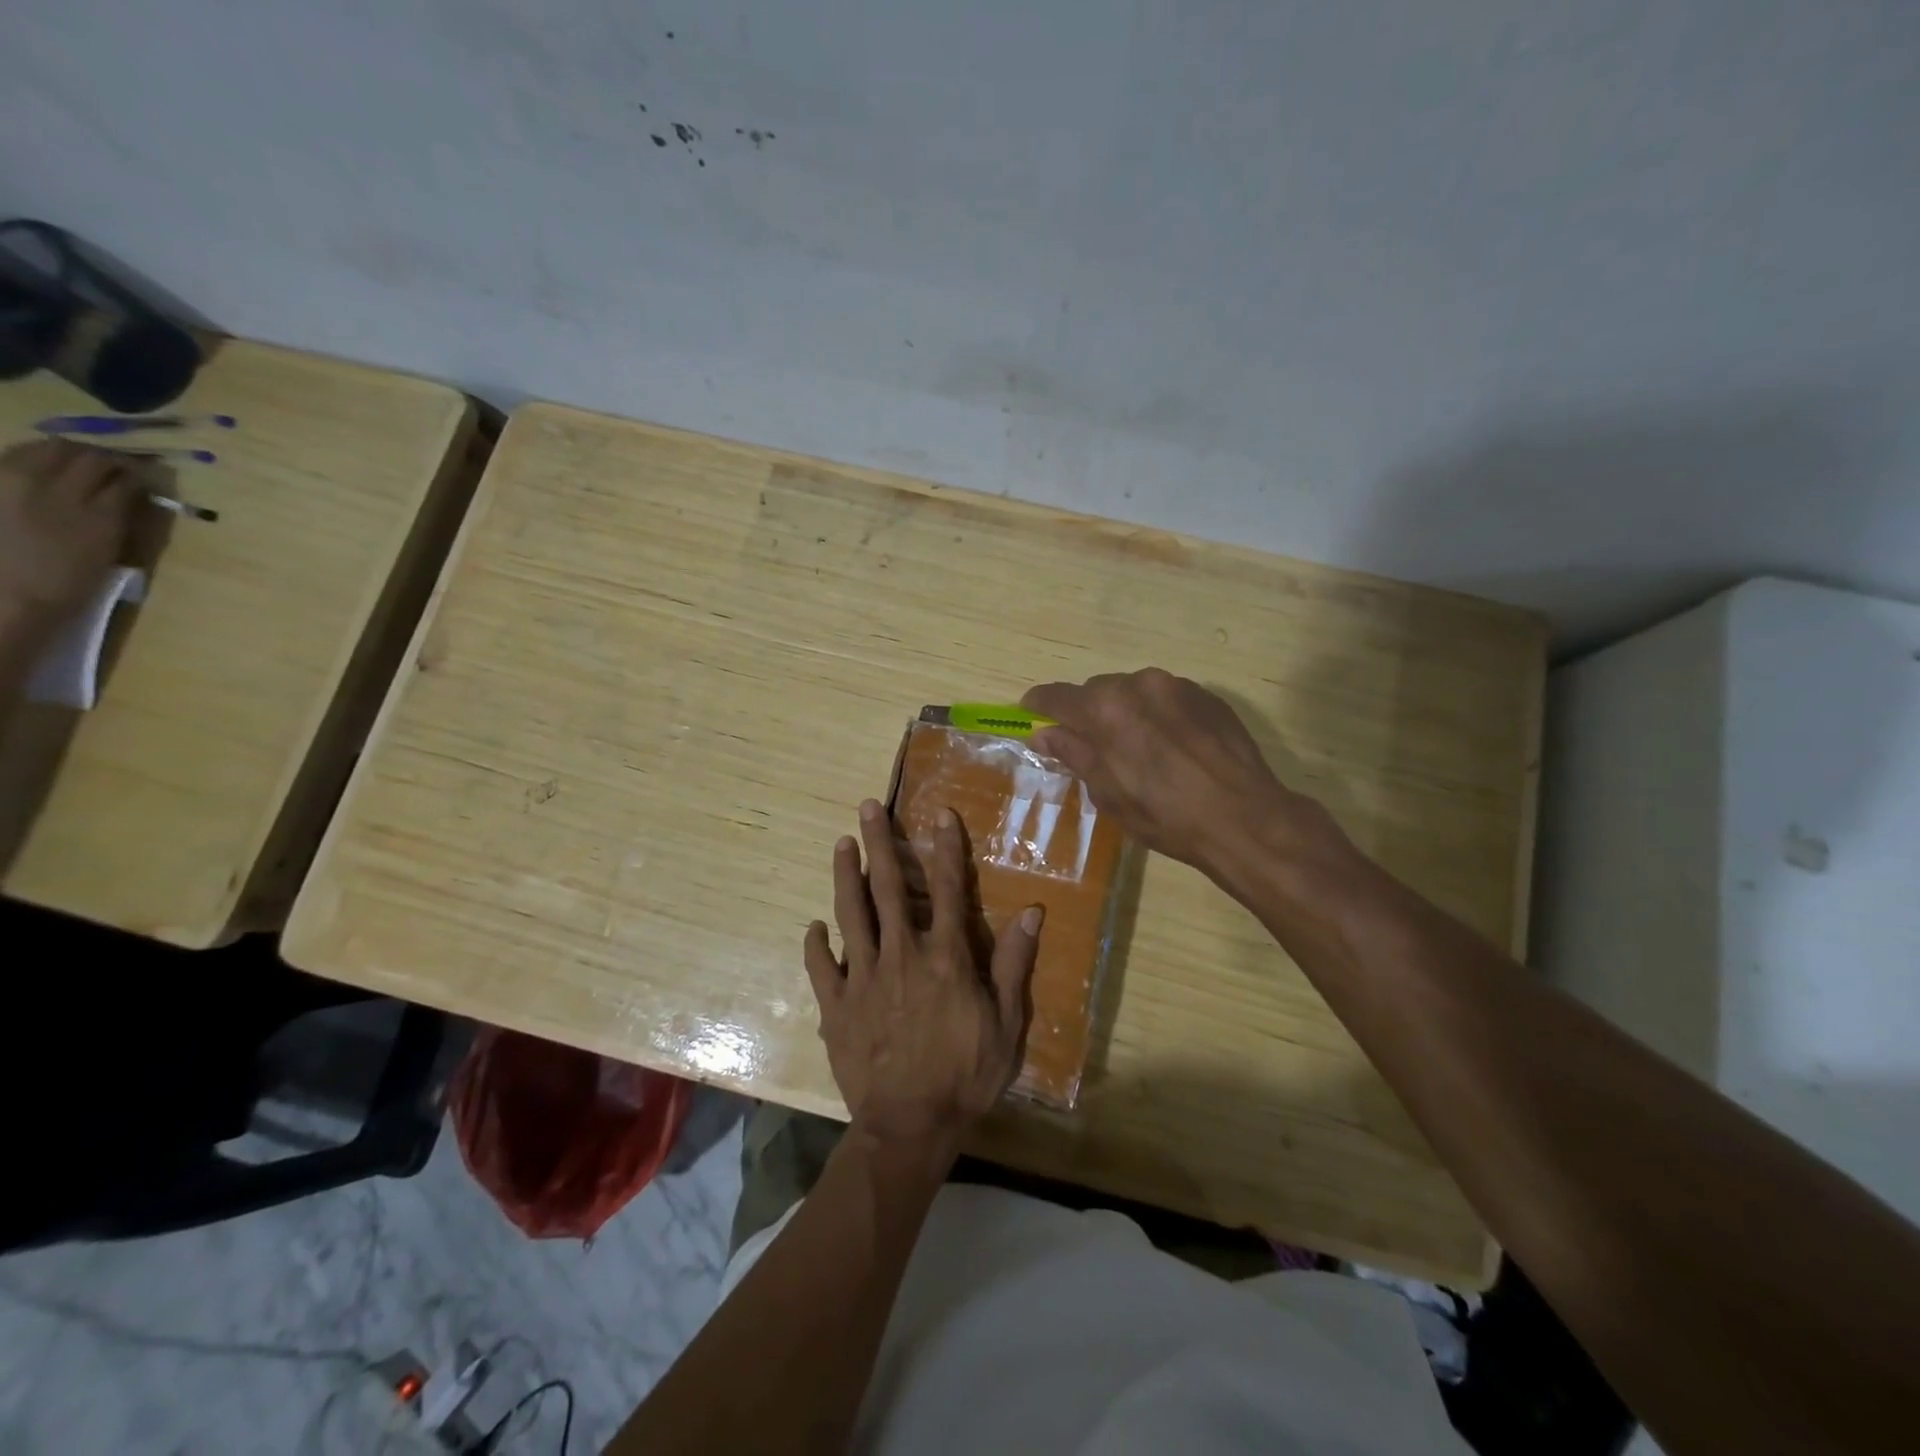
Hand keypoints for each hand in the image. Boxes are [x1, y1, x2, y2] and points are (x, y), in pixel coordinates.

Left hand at [0, 440, 140, 625]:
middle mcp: (57, 490)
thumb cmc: (62, 585)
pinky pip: (15, 457)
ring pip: (49, 448)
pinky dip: (35, 458)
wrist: (3, 595)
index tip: (151, 477)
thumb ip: (119, 522)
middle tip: (119, 468)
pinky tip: (42, 471)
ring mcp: (14, 481)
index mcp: (97, 517)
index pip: (128, 479)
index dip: (142, 475)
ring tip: (80, 465)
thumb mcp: (105, 556)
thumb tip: (135, 497)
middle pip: (89, 455)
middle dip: (108, 459)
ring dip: (71, 453)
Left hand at [803, 798, 1042, 1152]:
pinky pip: (822, 967)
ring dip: (844, 876)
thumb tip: (1031, 912)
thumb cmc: (966, 1075)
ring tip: (840, 844)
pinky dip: (816, 945)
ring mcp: (864, 979)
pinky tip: (813, 927)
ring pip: (850, 915)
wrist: (911, 1126)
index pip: (946, 889)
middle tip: (866, 808)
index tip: (939, 814)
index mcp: (944, 957)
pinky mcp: (837, 1006)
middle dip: (878, 843)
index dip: (945, 848)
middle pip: (887, 888)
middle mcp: (901, 955)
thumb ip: (1014, 964)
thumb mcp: (1006, 1024)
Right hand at [1022, 668, 1334, 878]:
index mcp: (1105, 708)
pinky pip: (1168, 697)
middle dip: (1088, 712)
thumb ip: (1074, 754)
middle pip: (1097, 690)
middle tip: (1092, 745)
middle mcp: (1138, 684)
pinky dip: (1158, 714)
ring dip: (1125, 711)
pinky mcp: (1208, 696)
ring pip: (1134, 691)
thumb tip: (1043, 733)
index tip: (1031, 712)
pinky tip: (1171, 746)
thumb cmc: (1165, 814)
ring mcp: (1177, 686)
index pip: (1058, 696)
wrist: (1244, 817)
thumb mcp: (1108, 793)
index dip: (1040, 704)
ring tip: (1138, 747)